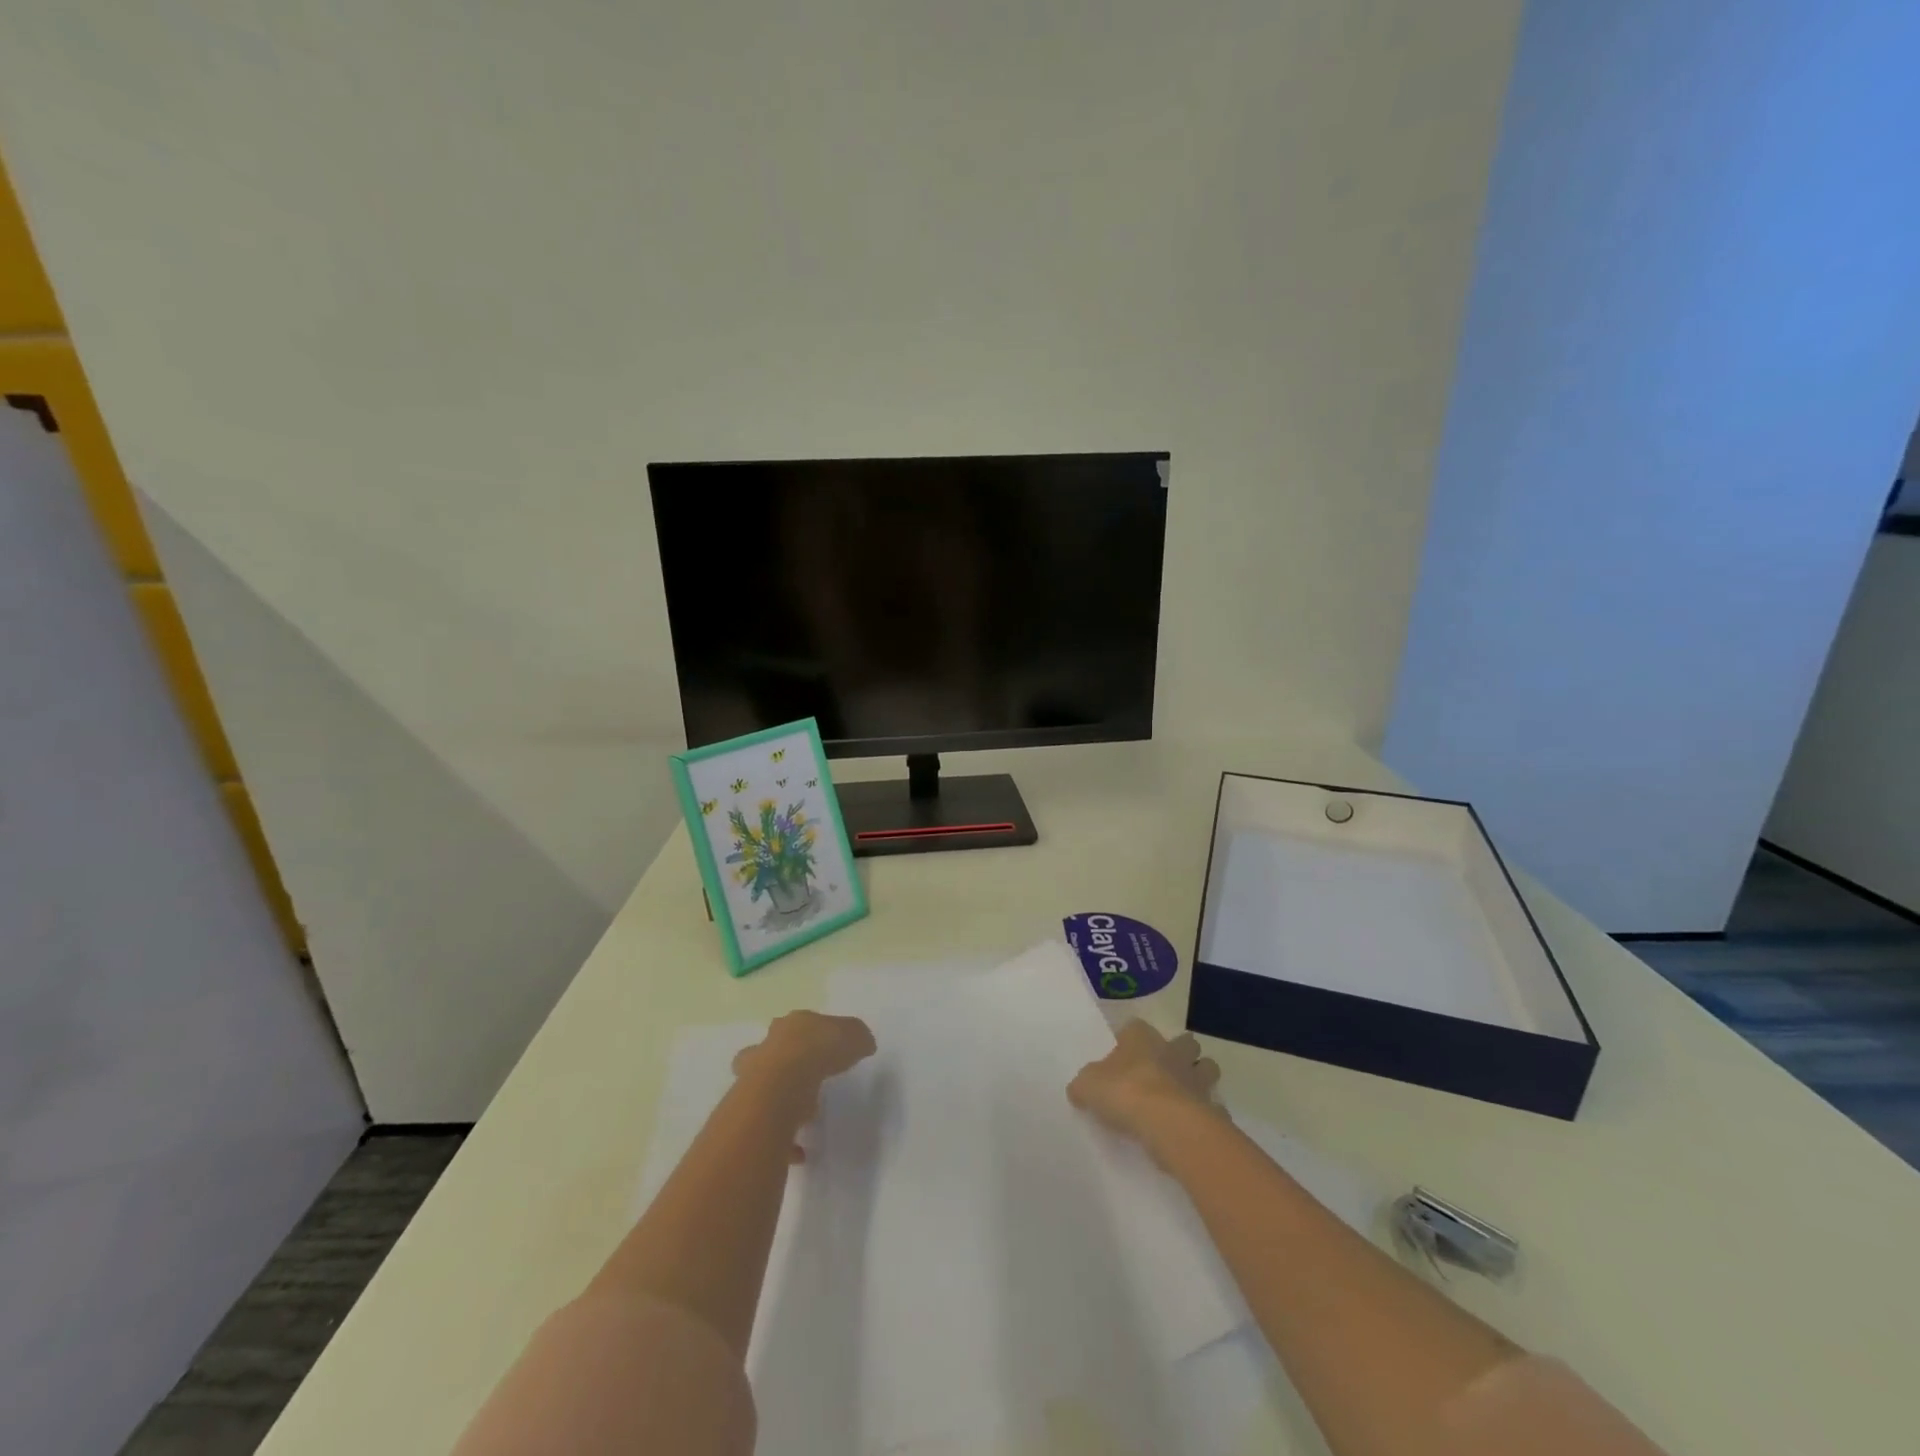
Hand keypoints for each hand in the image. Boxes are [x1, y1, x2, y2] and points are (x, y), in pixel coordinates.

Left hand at [732, 1011, 876, 1160]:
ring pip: (763, 1088)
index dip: (813, 1036)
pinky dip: (783, 1142)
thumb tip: (864, 1044)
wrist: (781, 1086)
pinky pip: (768, 1129)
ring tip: (804, 1117)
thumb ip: (858, 1038)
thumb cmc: (818, 1051)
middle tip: (806, 1079)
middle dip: (785, 1063)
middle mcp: (767, 1049)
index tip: (827, 1049)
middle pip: (772, 1053)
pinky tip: (801, 1152)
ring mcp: (753, 1081)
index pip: (800, 1026)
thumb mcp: (854, 1035)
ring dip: (780, 1101)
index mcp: (791, 1027)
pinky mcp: (750, 1114)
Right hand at [1068, 1020, 1222, 1147]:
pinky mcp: (1212, 1108)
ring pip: (1207, 1068)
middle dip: (1180, 1051)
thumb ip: (1084, 1086)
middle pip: (1184, 1042)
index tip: (1125, 1051)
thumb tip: (1079, 1090)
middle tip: (1165, 1069)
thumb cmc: (1125, 1093)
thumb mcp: (1088, 1087)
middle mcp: (1172, 1052)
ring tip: (1185, 1095)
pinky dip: (1208, 1114)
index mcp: (1142, 1040)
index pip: (1137, 1027)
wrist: (1168, 1123)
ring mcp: (1197, 1079)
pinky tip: (1195, 1126)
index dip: (1131, 1037)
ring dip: (1200, 1077)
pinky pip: (1214, 1107)